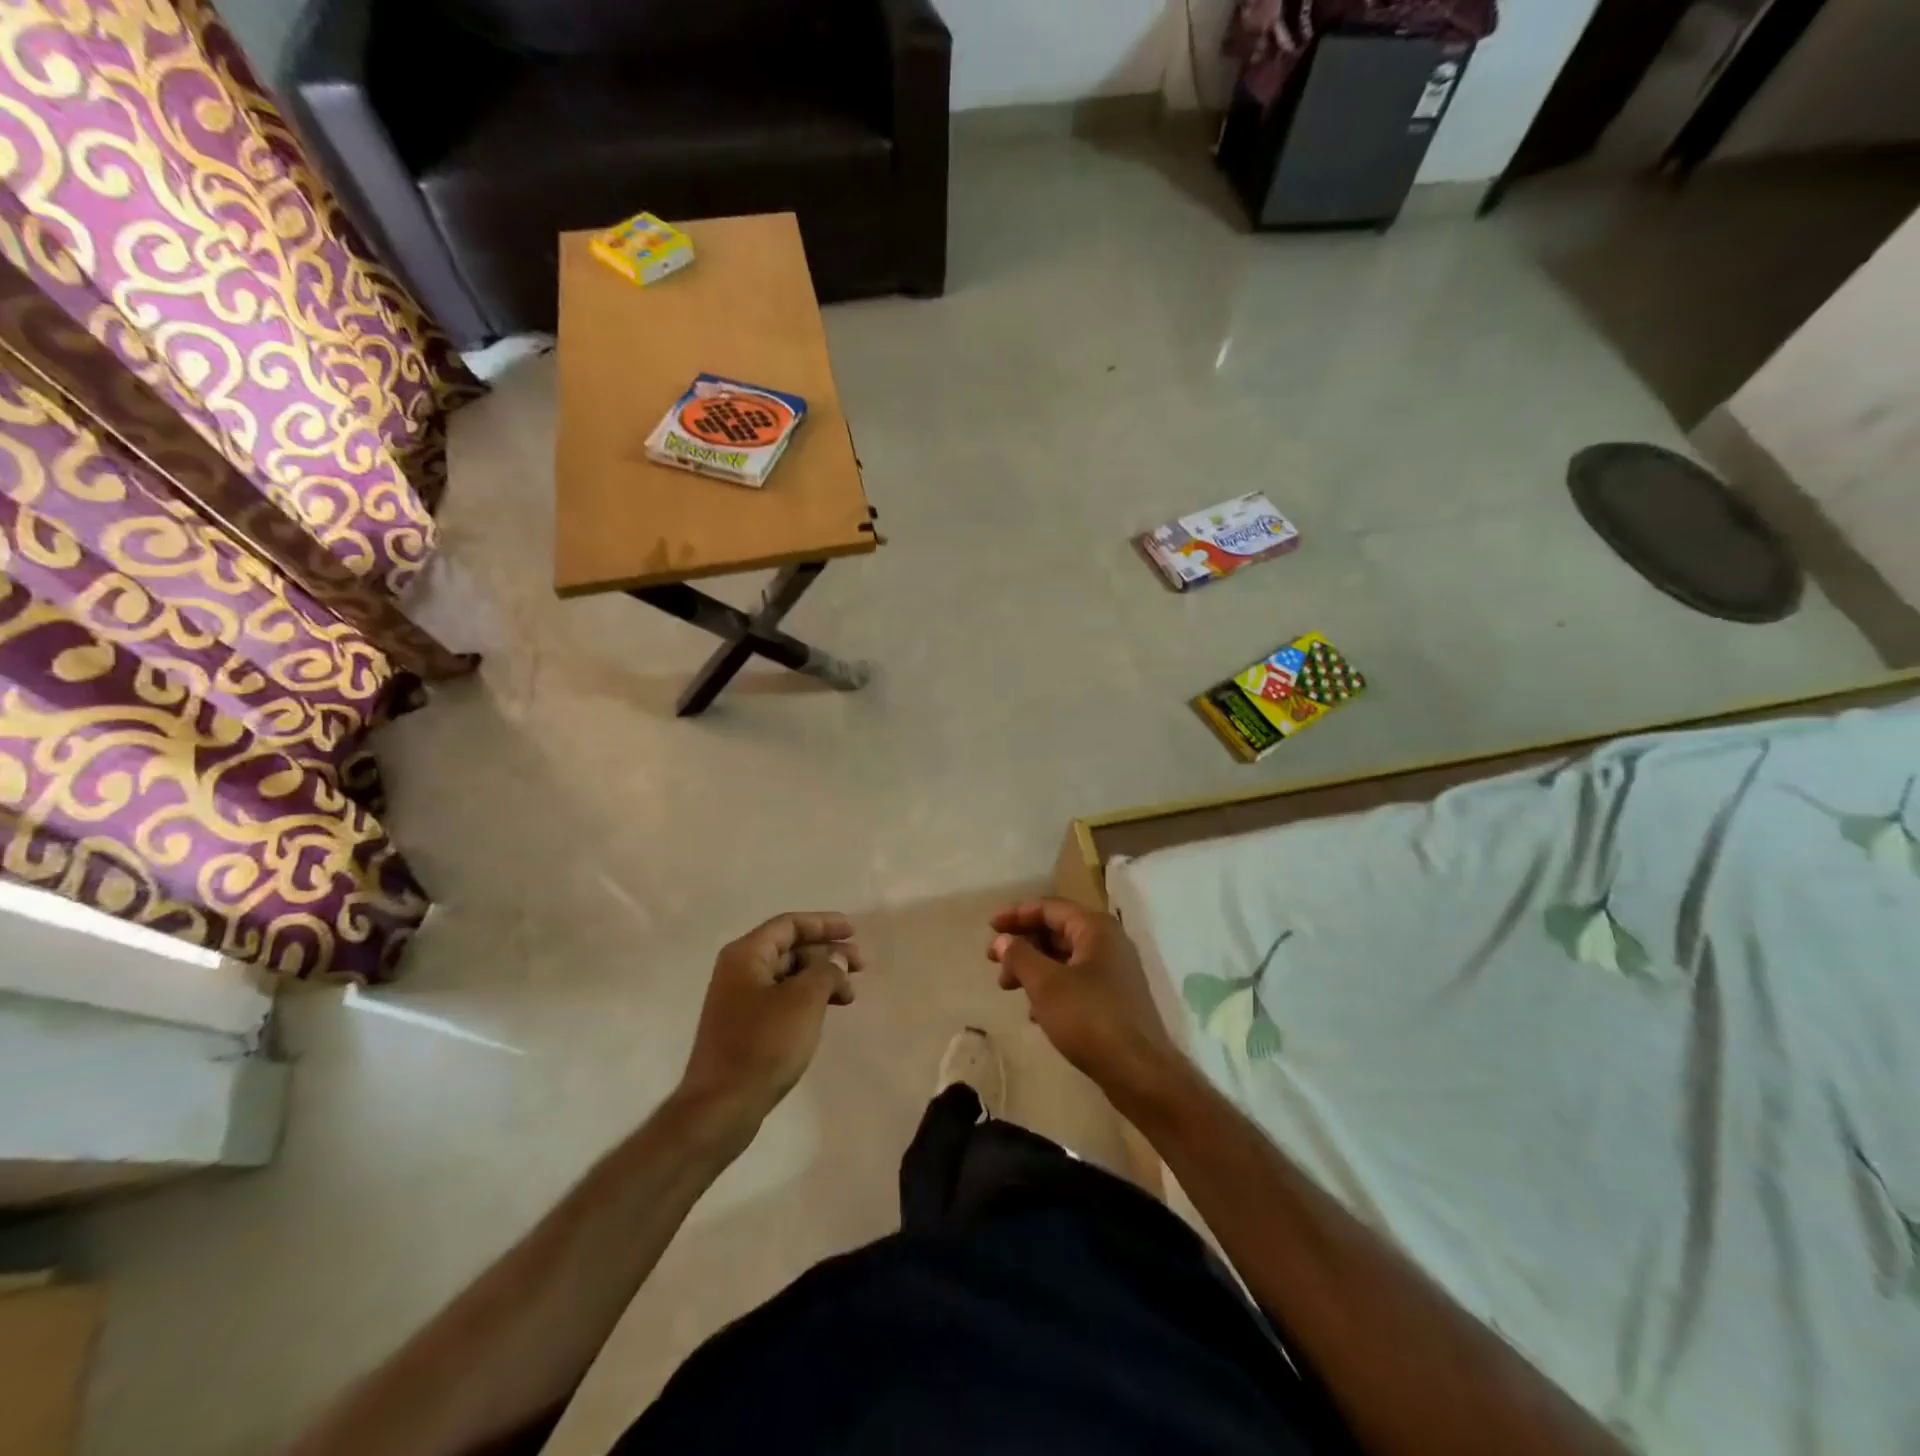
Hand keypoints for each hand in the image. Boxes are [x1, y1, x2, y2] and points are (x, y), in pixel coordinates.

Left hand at [678, 912, 863, 1133]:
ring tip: (850, 995)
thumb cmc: (764, 1044)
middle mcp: (739, 971)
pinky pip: (782, 999)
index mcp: (746, 955)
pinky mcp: (744, 1028)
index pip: (790, 924)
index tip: (853, 932)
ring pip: (788, 975)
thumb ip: (826, 970)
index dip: (824, 924)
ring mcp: (739, 1001)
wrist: (721, 1107)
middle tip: (860, 965)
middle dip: (827, 953)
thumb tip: (835, 959)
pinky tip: (827, 1012)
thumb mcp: (804, 1000)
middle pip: (790, 948)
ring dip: (821, 978)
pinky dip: (808, 999)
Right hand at [988, 899, 1182, 1109]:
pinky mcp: (1115, 999)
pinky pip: (1076, 981)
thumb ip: (1019, 956)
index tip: (990, 927)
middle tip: (995, 964)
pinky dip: (1052, 989)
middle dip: (1023, 945)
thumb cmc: (1090, 1018)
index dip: (1017, 914)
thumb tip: (1001, 940)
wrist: (1139, 1072)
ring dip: (1034, 969)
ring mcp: (1115, 972)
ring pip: (1065, 959)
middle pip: (1057, 932)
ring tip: (1009, 988)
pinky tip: (1035, 1013)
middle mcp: (1109, 943)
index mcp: (1096, 928)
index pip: (1049, 908)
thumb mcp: (1046, 984)